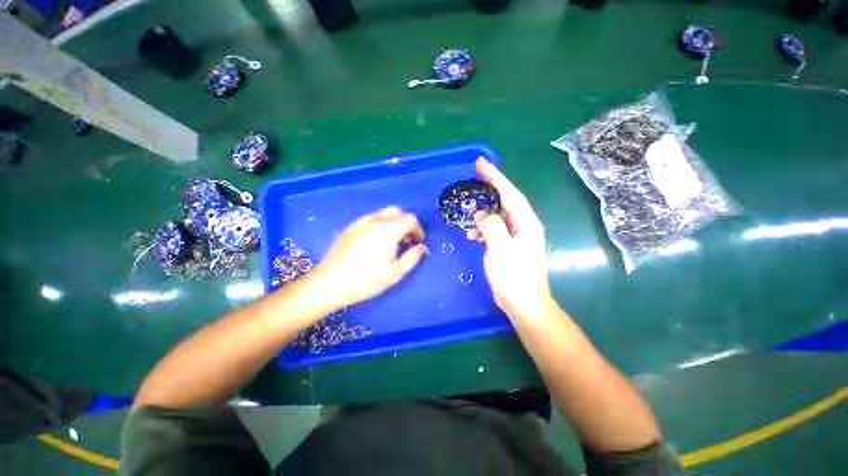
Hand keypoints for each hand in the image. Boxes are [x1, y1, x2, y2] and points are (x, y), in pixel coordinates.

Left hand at [314, 206, 427, 310]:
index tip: (418, 242)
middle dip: (405, 222)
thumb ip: (413, 257)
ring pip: (382, 214)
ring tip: (391, 242)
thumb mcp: (396, 272)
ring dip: (392, 223)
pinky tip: (374, 243)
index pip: (410, 219)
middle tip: (406, 240)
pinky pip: (370, 220)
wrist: (330, 283)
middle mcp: (375, 220)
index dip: (418, 229)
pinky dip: (379, 225)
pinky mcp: (349, 228)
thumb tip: (422, 247)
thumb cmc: (367, 280)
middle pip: (396, 211)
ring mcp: (360, 222)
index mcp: (389, 230)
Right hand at [467, 158, 554, 320]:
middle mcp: (522, 225)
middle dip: (489, 188)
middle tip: (473, 176)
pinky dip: (482, 230)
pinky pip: (493, 230)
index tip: (481, 163)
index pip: (509, 193)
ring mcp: (515, 236)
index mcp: (526, 223)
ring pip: (497, 216)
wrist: (524, 304)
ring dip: (482, 213)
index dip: (495, 177)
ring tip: (468, 212)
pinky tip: (471, 235)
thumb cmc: (515, 278)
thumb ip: (491, 227)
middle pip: (504, 201)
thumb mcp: (501, 250)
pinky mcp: (507, 246)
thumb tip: (481, 214)